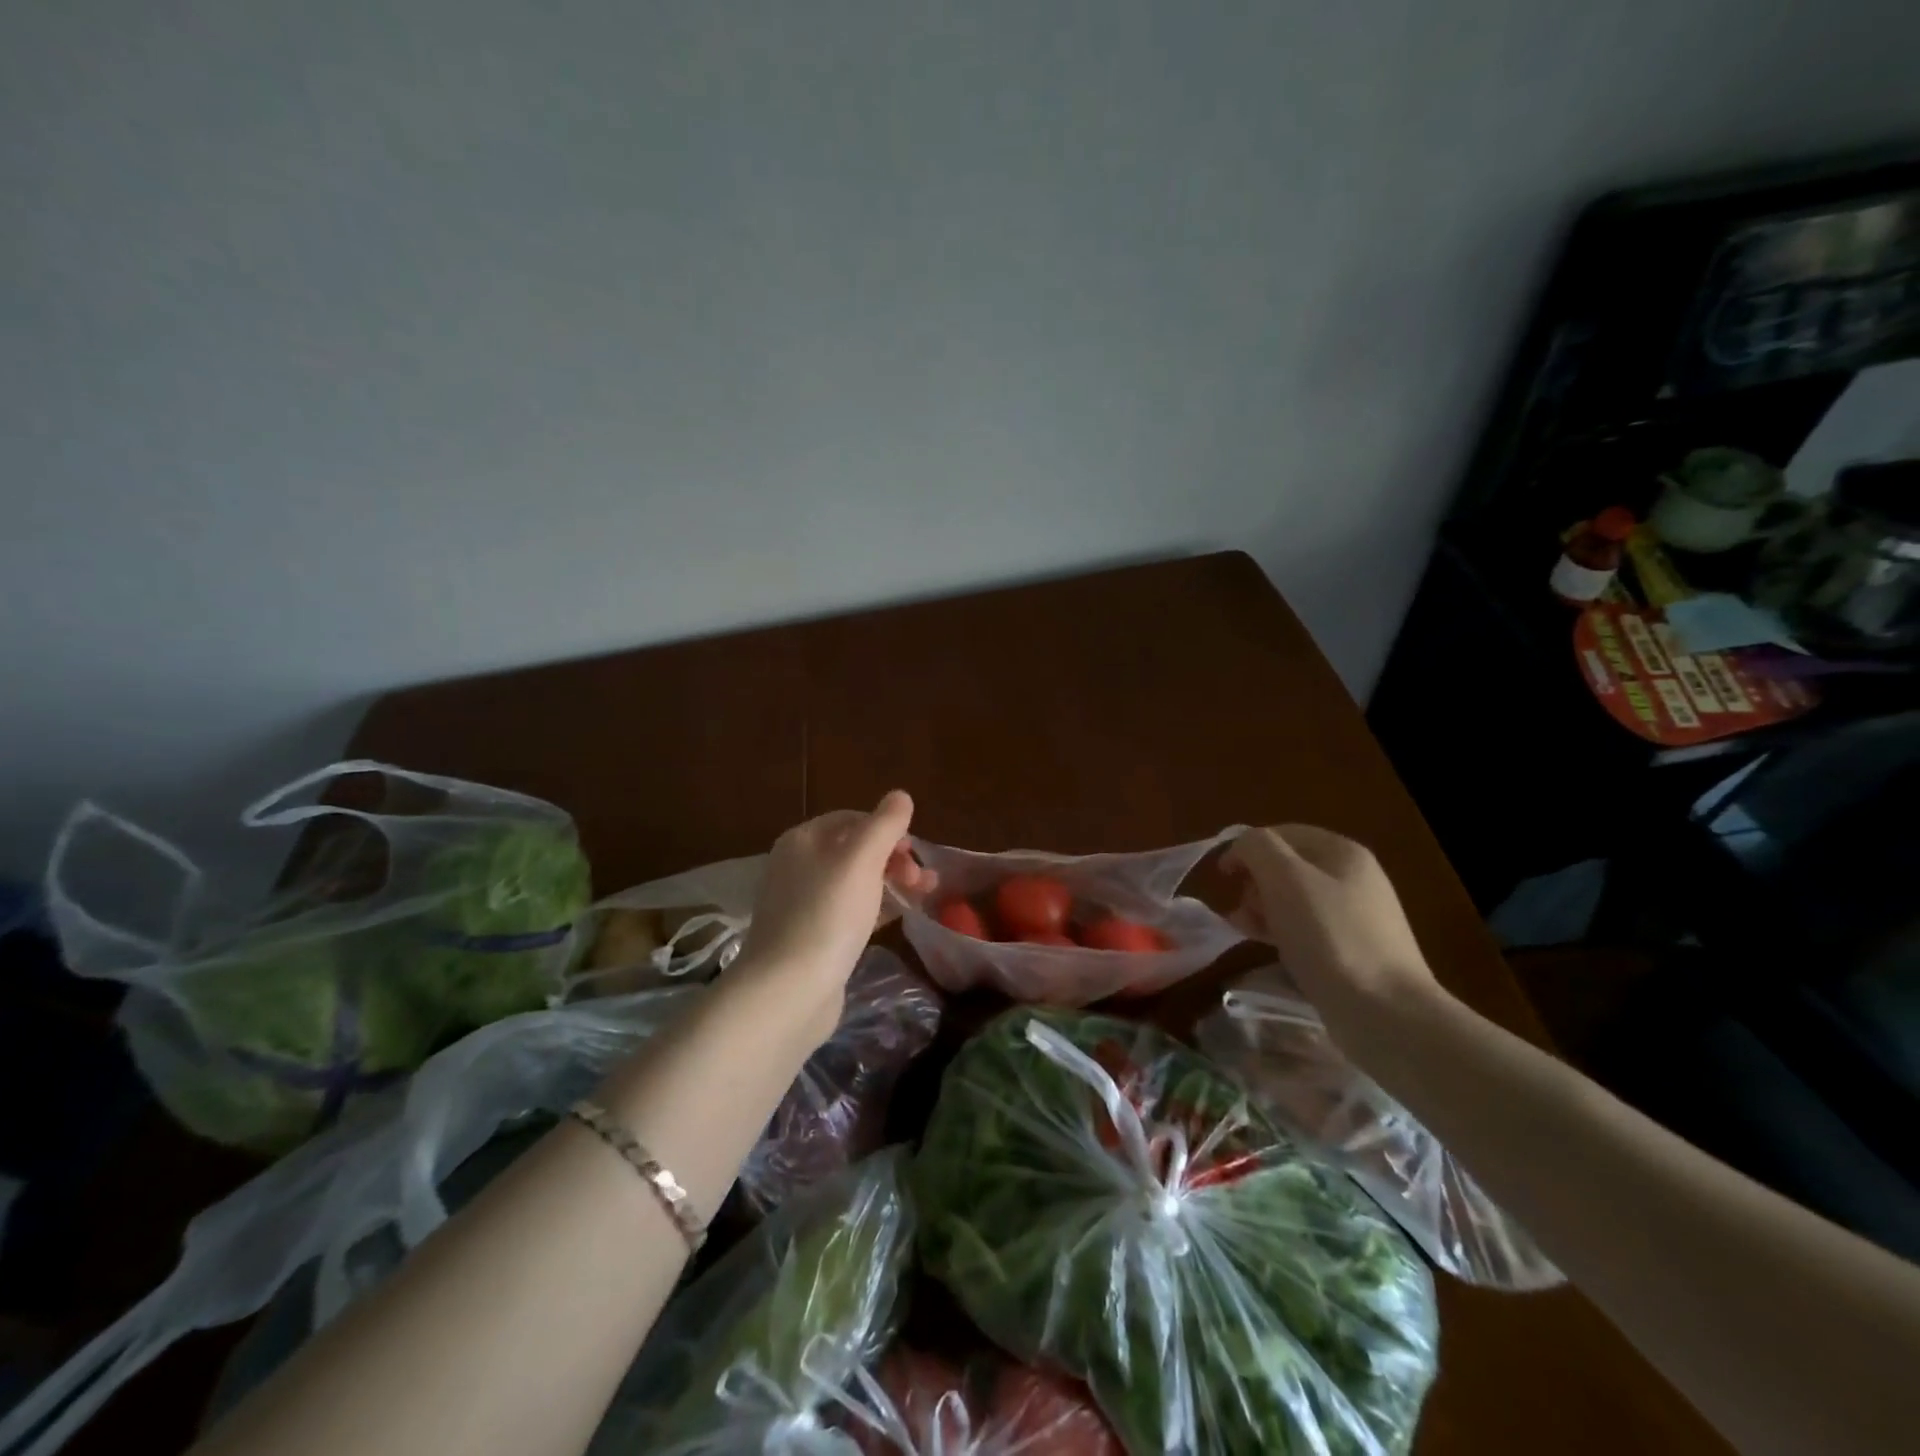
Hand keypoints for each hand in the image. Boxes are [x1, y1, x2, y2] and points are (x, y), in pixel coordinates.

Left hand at [725, 791, 929, 1043]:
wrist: (788, 991)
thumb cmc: (827, 915)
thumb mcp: (861, 860)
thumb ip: (884, 825)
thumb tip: (900, 795)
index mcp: (803, 840)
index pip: (852, 819)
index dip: (888, 830)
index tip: (916, 852)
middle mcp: (798, 867)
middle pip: (855, 850)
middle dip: (894, 859)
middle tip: (923, 880)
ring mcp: (802, 905)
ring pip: (856, 882)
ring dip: (892, 883)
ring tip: (925, 897)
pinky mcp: (812, 938)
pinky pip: (850, 912)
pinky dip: (877, 908)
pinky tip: (899, 918)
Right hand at [1222, 825, 1443, 1045]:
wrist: (1384, 1012)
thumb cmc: (1329, 937)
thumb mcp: (1285, 879)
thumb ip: (1257, 848)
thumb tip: (1241, 846)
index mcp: (1343, 853)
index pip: (1282, 833)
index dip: (1247, 848)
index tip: (1221, 875)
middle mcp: (1353, 878)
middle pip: (1288, 866)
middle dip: (1254, 881)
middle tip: (1238, 906)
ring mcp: (1355, 916)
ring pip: (1293, 899)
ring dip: (1261, 907)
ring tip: (1242, 928)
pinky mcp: (1351, 950)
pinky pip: (1305, 928)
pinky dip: (1279, 930)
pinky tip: (1263, 945)